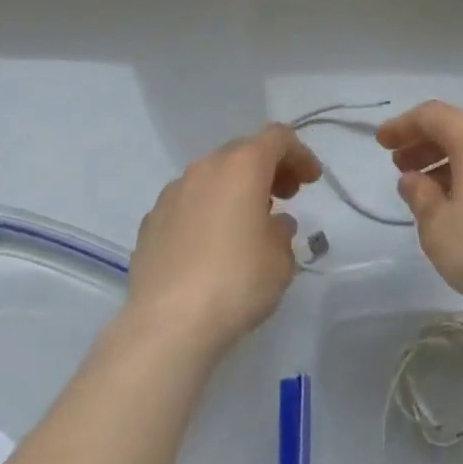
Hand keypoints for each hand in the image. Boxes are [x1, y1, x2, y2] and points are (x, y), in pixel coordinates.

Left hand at [124, 125, 321, 355]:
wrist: (165, 325)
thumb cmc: (235, 281)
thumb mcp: (280, 259)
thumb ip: (283, 232)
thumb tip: (272, 225)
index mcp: (243, 165)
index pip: (277, 138)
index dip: (300, 154)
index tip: (311, 180)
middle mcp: (206, 167)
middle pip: (244, 152)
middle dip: (268, 169)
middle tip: (286, 196)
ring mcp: (173, 192)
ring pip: (213, 176)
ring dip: (236, 189)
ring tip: (248, 223)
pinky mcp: (151, 222)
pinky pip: (189, 203)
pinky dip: (207, 211)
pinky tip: (211, 245)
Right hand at [377, 100, 462, 317]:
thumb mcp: (438, 228)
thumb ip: (420, 197)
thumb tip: (414, 180)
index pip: (430, 115)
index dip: (402, 126)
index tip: (381, 142)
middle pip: (455, 128)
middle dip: (424, 144)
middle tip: (400, 166)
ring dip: (448, 161)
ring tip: (427, 188)